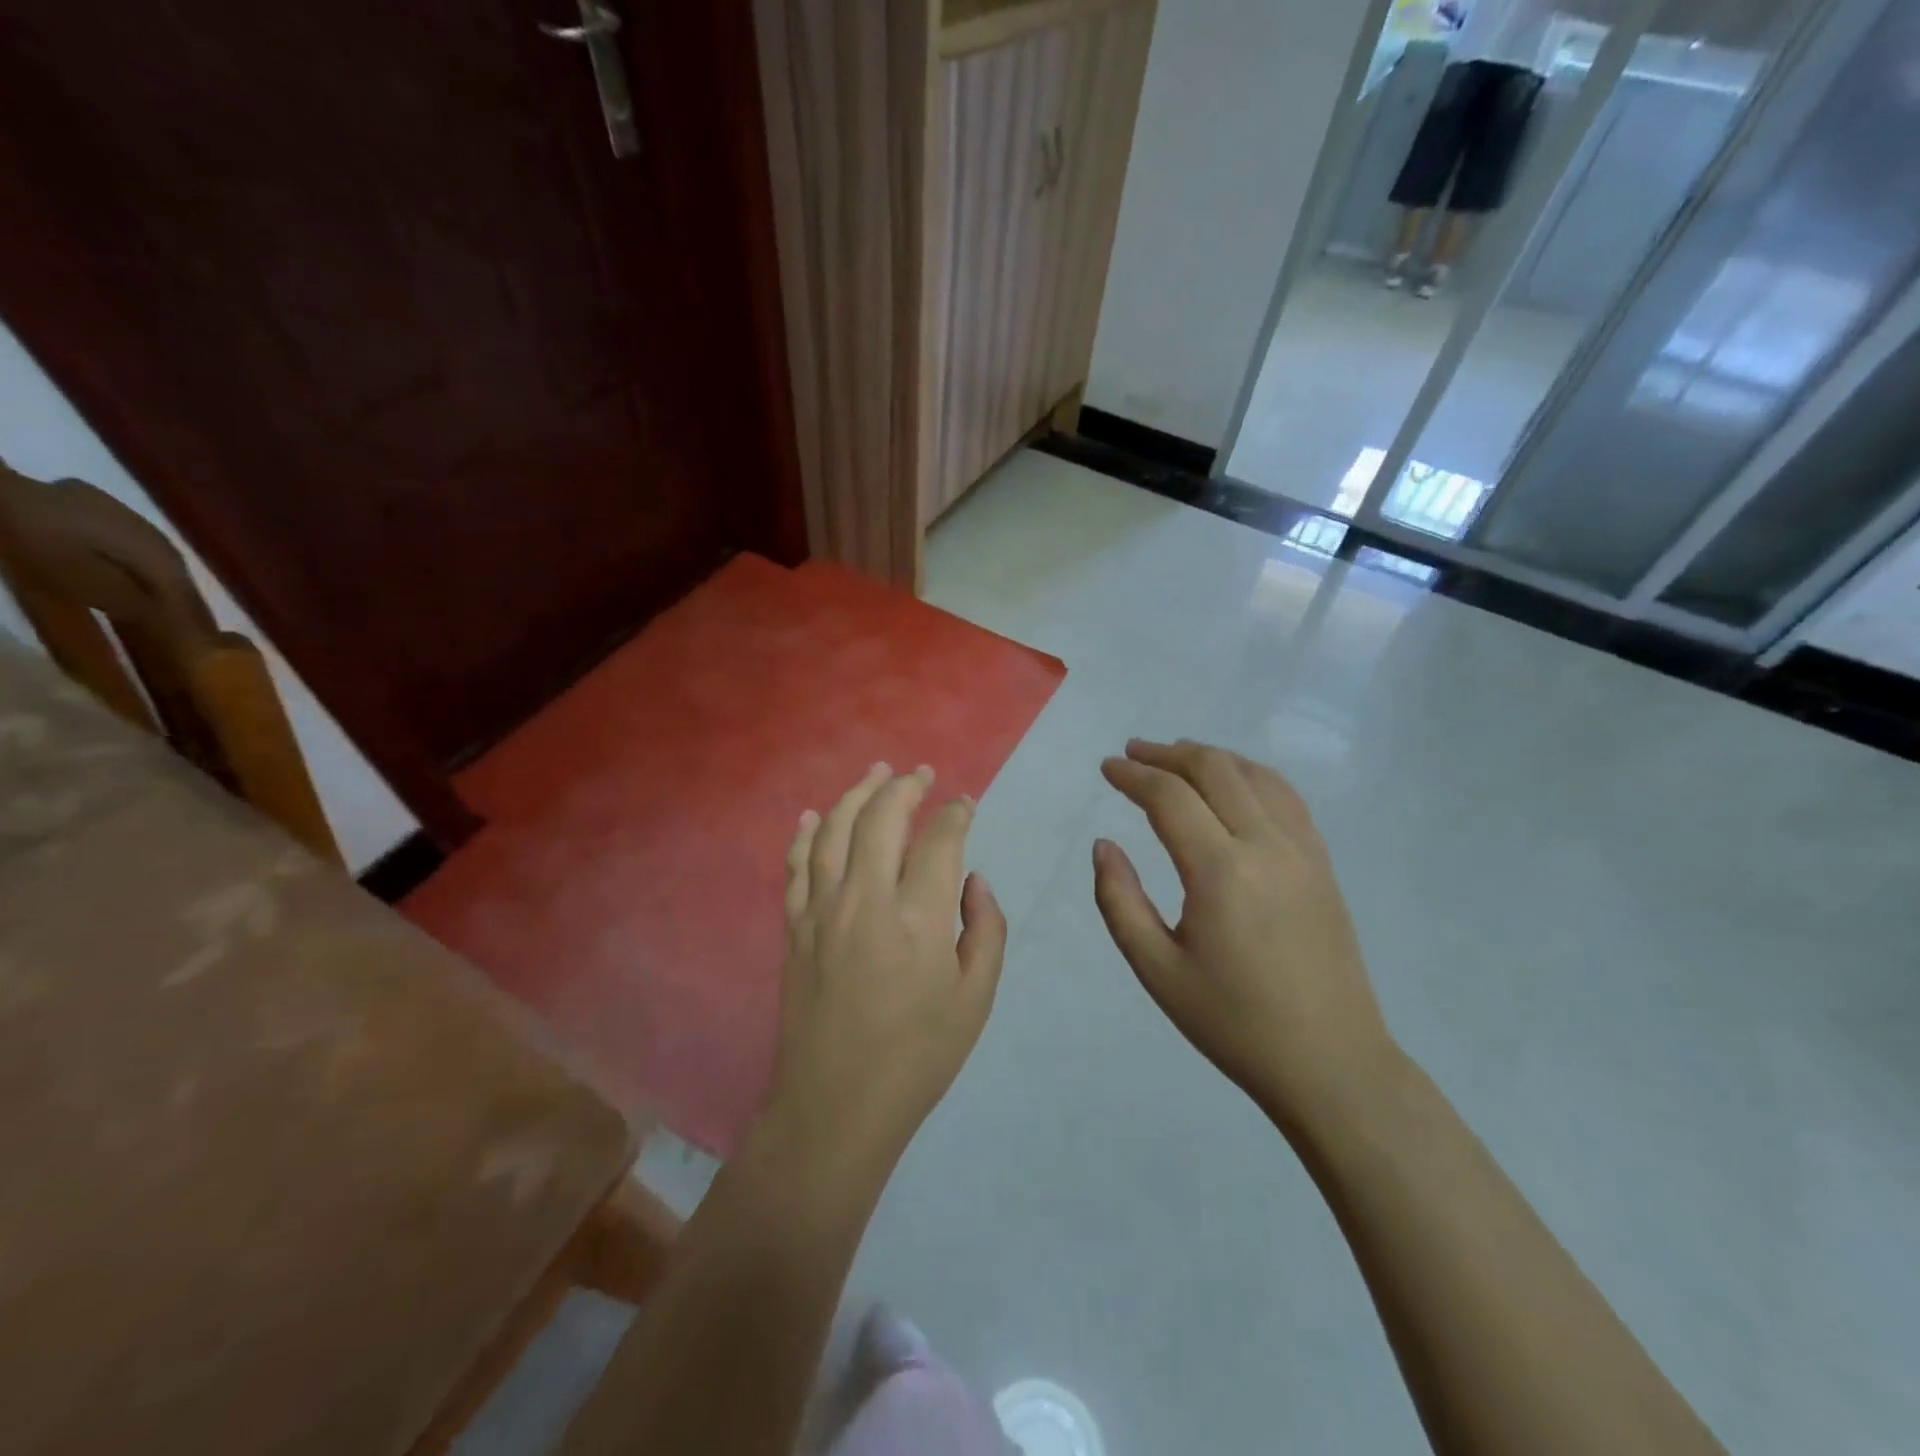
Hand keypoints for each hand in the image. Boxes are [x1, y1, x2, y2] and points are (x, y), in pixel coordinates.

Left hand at [770, 763, 1007, 1177]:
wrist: (838, 1104)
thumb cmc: (918, 1055)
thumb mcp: (976, 998)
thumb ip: (985, 929)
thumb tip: (974, 882)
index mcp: (919, 917)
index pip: (940, 841)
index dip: (955, 814)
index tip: (964, 804)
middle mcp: (866, 899)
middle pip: (882, 818)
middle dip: (905, 787)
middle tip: (921, 773)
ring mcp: (822, 910)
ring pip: (835, 830)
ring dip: (857, 793)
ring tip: (875, 772)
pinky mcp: (794, 928)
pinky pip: (796, 866)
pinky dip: (806, 834)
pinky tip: (814, 815)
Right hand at [1093, 739, 1394, 1129]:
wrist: (1330, 1062)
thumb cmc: (1233, 1022)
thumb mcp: (1157, 970)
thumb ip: (1119, 901)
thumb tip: (1104, 845)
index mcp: (1221, 872)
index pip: (1170, 797)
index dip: (1133, 775)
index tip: (1107, 767)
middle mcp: (1266, 845)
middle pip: (1215, 770)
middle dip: (1168, 754)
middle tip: (1133, 753)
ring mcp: (1303, 850)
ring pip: (1254, 775)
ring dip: (1210, 757)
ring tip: (1175, 757)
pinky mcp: (1323, 863)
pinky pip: (1285, 797)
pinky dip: (1250, 774)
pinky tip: (1232, 784)